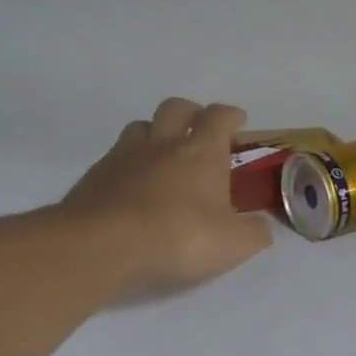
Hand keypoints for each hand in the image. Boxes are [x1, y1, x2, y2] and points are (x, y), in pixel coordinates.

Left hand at [60, 98, 272, 294]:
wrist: (101, 247)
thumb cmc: (179, 237)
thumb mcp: (235, 244)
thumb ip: (255, 232)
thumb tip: (261, 226)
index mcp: (202, 152)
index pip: (219, 117)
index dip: (231, 116)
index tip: (239, 121)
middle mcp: (162, 144)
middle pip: (176, 108)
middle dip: (192, 113)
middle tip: (201, 130)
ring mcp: (123, 157)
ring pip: (140, 127)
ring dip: (156, 133)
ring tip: (165, 155)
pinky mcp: (94, 177)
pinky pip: (115, 158)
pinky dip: (130, 164)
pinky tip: (134, 188)